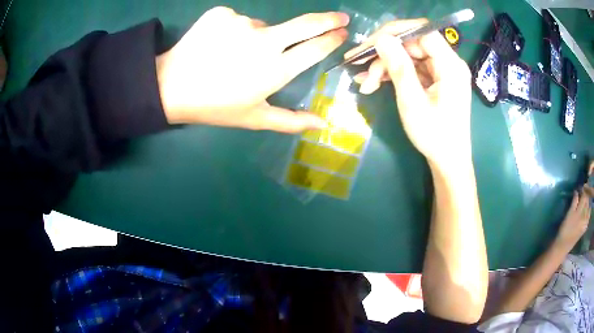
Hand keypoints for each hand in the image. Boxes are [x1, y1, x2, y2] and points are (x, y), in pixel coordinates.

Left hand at [156, 7, 348, 132]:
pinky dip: (235, 30)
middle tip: (340, 18)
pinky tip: (219, 44)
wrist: (170, 87)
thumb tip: (323, 123)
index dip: (332, 39)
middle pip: (305, 24)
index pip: (315, 48)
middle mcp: (264, 41)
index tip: (342, 33)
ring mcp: (242, 22)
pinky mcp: (222, 13)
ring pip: (263, 26)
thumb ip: (291, 120)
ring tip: (234, 55)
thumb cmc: (214, 106)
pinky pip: (238, 20)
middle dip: (328, 20)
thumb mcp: (253, 118)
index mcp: (275, 69)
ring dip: (258, 37)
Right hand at [345, 20, 472, 168]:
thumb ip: (398, 67)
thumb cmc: (434, 136)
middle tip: (359, 67)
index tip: (370, 43)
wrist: (448, 161)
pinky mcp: (435, 80)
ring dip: (385, 66)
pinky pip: (412, 68)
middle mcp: (448, 63)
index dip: (395, 32)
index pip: (422, 31)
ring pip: (408, 56)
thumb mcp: (413, 101)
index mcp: (451, 65)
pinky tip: (373, 82)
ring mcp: (441, 71)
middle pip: (412, 43)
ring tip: (364, 82)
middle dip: (385, 54)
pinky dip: (393, 74)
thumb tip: (381, 38)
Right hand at [555, 189, 590, 248]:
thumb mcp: (569, 214)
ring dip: (587, 201)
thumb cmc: (564, 230)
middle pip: (587, 201)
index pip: (585, 195)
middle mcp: (585, 216)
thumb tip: (577, 191)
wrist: (562, 247)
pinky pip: (588, 215)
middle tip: (583, 190)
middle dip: (586, 194)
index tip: (581, 185)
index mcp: (581, 212)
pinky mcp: (584, 227)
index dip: (584, 189)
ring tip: (584, 198)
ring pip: (588, 207)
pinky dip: (588, 210)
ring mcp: (585, 223)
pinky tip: (587, 209)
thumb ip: (575, 201)